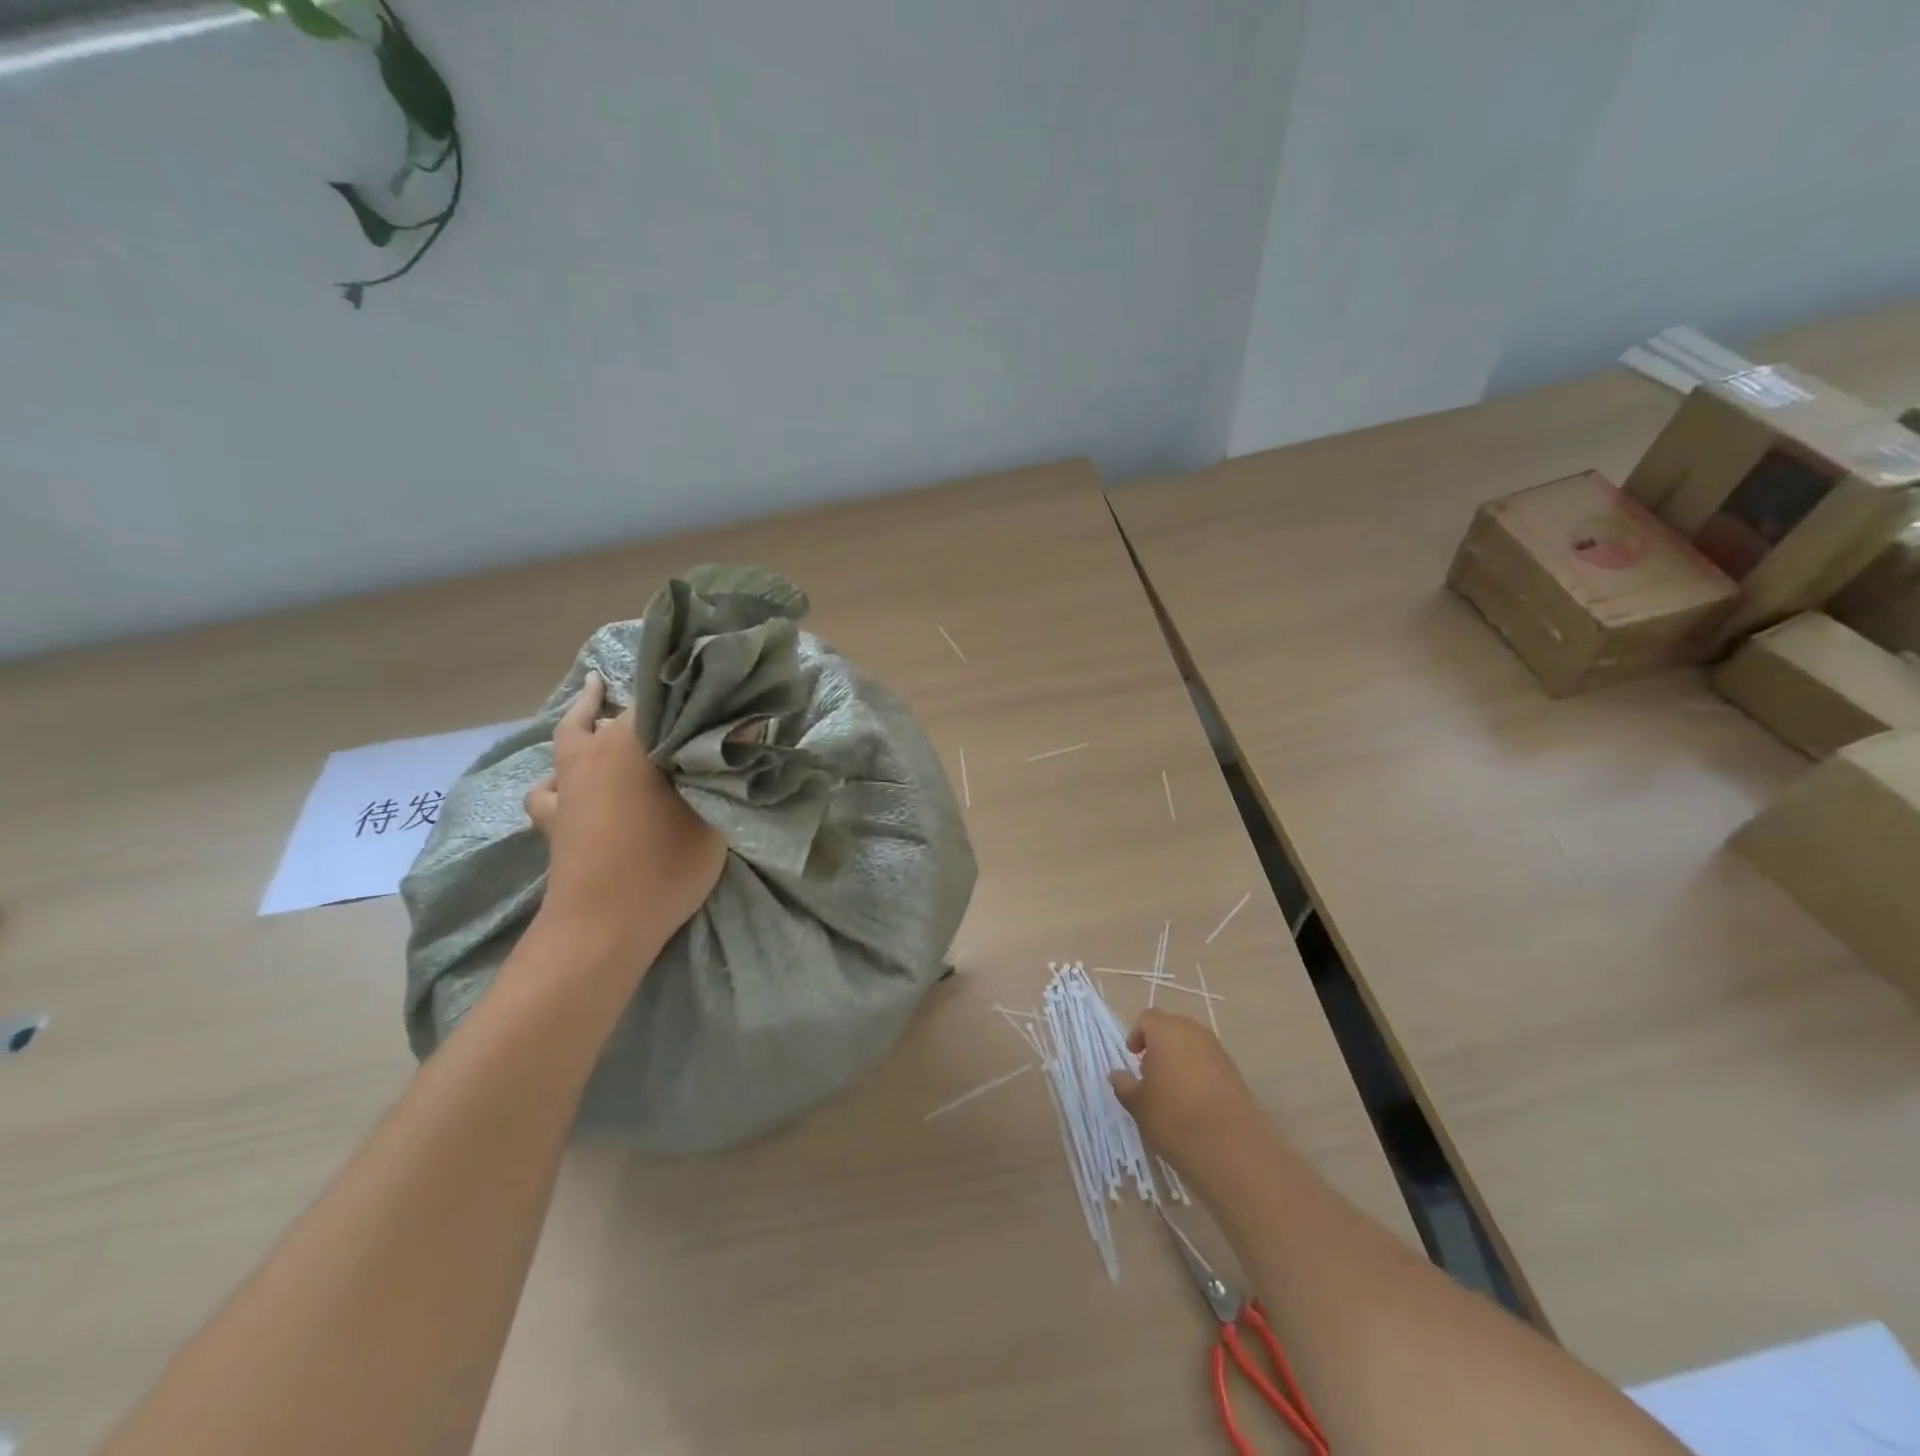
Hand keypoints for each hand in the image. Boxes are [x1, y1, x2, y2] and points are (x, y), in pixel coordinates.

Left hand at [524, 671, 727, 958]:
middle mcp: (592, 754)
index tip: (714, 690)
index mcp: (631, 744)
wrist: (601, 928)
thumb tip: (748, 726)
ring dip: (586, 719)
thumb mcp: (712, 816)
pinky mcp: (554, 820)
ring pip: (571, 737)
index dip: (688, 692)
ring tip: (598, 701)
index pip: (660, 698)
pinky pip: (550, 786)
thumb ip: (727, 768)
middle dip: (641, 702)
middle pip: (613, 712)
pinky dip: (560, 776)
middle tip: (670, 695)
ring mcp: (567, 787)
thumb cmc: (663, 865)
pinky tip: (570, 782)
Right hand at [1110, 1010, 1263, 1167]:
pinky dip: (1199, 1073)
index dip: (1137, 1035)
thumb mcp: (1138, 1105)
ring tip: (1172, 1089)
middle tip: (1150, 1072)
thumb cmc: (1173, 1117)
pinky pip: (1210, 1063)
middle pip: (1172, 1028)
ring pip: (1193, 1045)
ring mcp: (1218, 1051)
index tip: (1132, 1056)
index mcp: (1166, 1031)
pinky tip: (1195, 1102)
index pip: (1147, 1018)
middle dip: (1159, 1045)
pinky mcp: (1236, 1073)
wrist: (1231, 1147)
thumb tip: (1117, 1074)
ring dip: (1180, 1058)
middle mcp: (1194, 1033)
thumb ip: (1124, 1085)